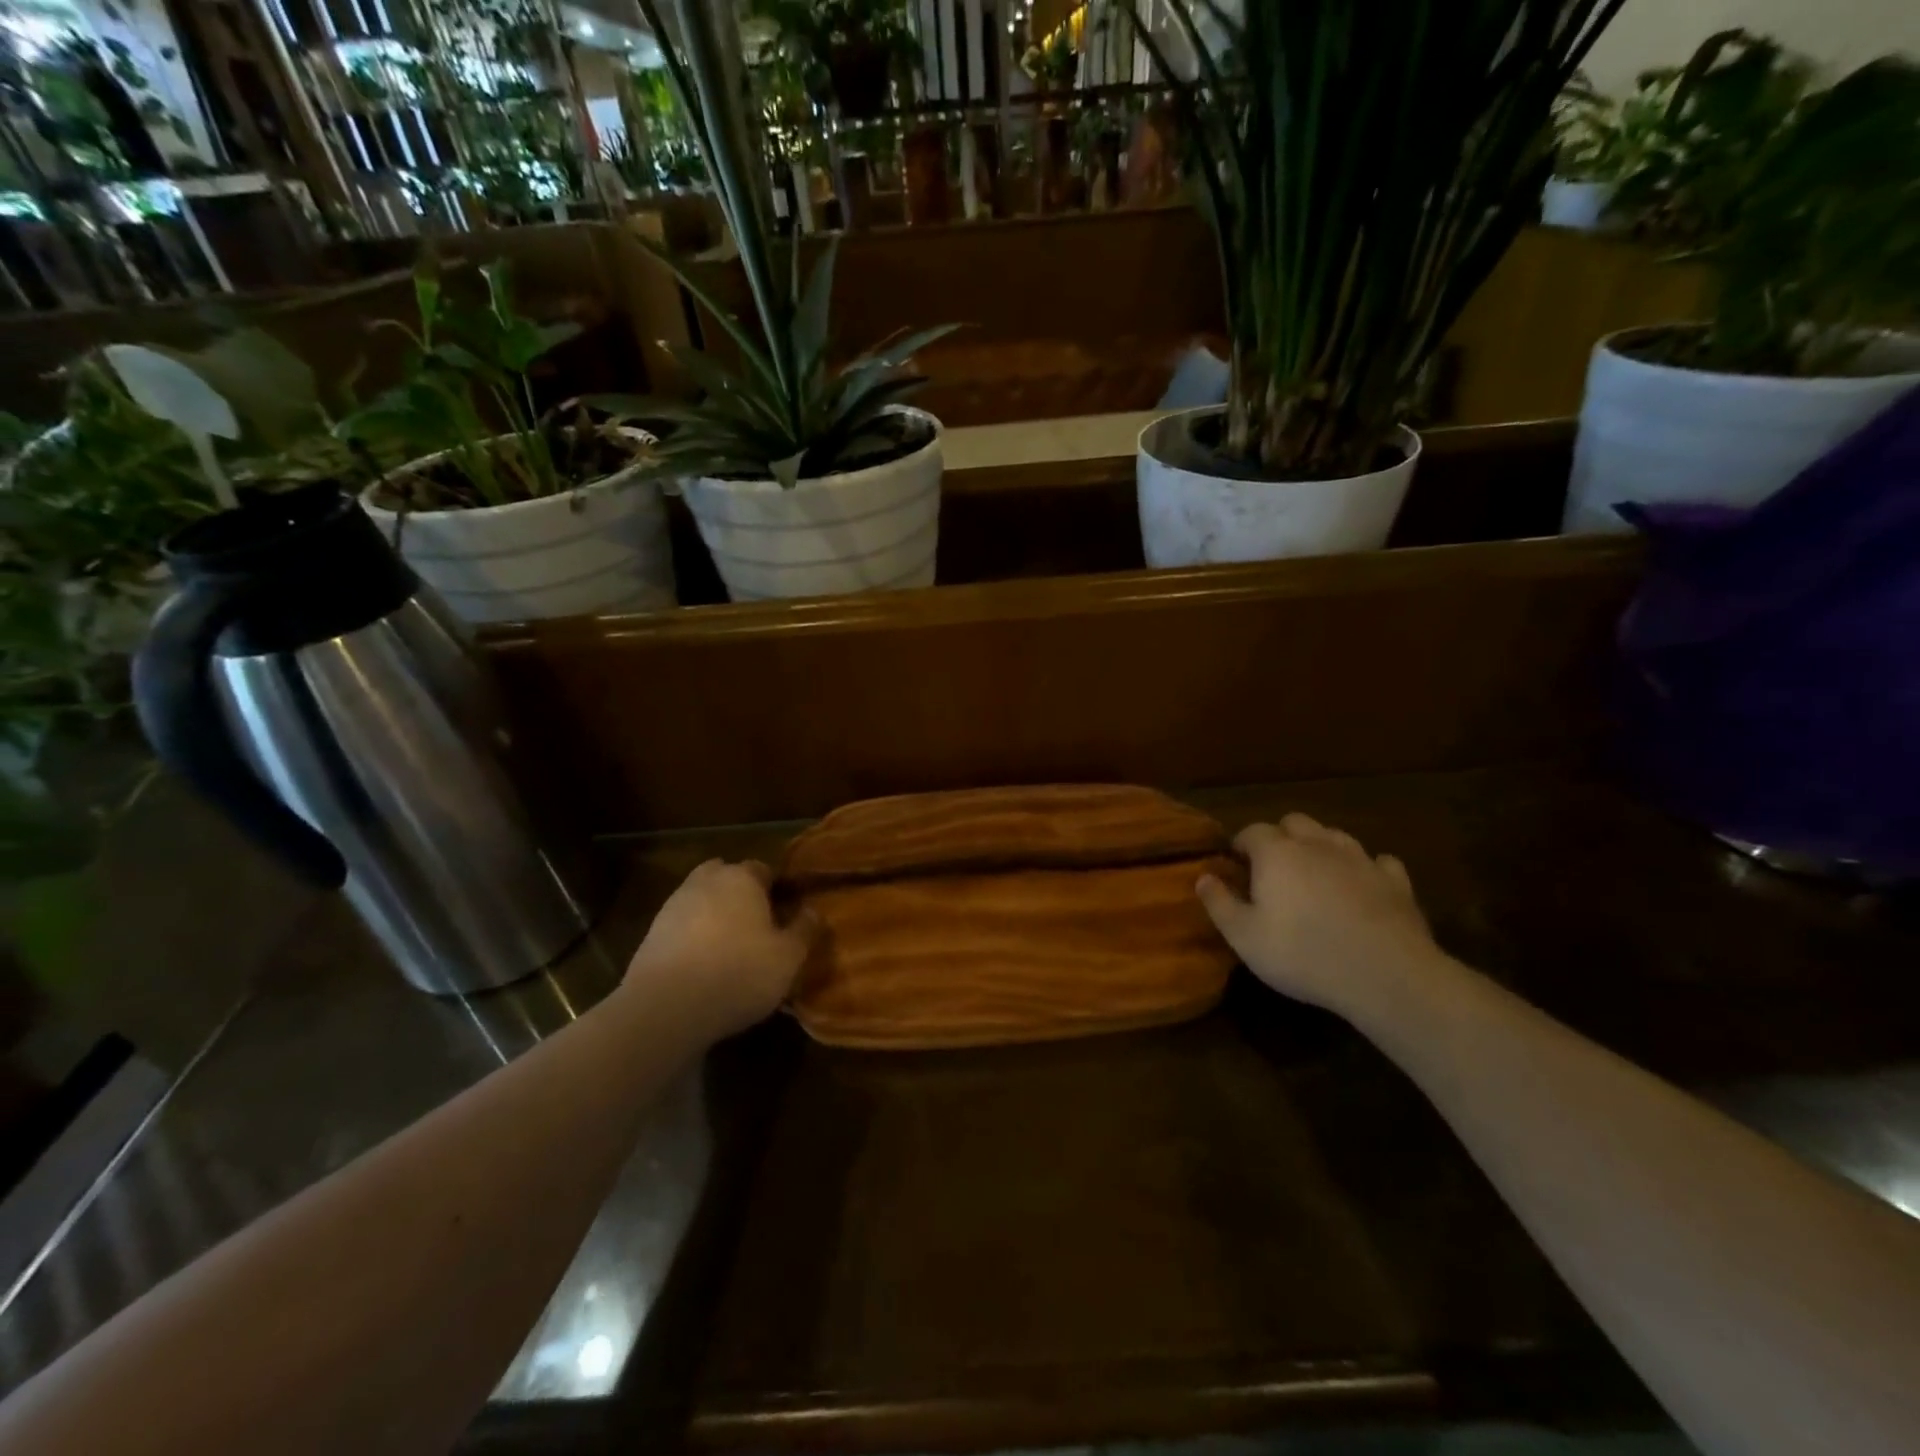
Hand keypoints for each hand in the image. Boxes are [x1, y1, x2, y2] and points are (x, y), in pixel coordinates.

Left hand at [623, 859, 816, 1040]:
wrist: (666, 1007)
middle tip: (756, 924)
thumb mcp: (789, 957)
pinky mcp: (651, 934)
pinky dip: (693, 937)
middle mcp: (706, 882)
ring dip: (714, 915)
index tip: (786, 912)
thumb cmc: (739, 973)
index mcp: (742, 878)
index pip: (763, 869)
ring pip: (701, 900)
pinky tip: (703, 965)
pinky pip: (682, 926)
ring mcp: (673, 906)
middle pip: (726, 877)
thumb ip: (805, 929)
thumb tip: (813, 910)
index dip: (776, 888)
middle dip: (740, 893)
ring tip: (729, 948)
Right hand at [1197, 814, 1443, 1019]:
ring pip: (1335, 835)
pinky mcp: (1396, 881)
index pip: (1251, 831)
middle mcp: (1317, 844)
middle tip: (1273, 868)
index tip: (1235, 865)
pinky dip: (1366, 869)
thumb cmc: (1303, 954)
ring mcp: (1360, 859)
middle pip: (1294, 822)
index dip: (1241, 845)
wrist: (1386, 975)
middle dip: (1281, 837)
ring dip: (1321, 847)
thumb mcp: (1244, 937)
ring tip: (1315, 874)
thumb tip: (1203, 877)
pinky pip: (1378, 862)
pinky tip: (1362, 887)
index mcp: (1276, 853)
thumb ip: (1219, 903)